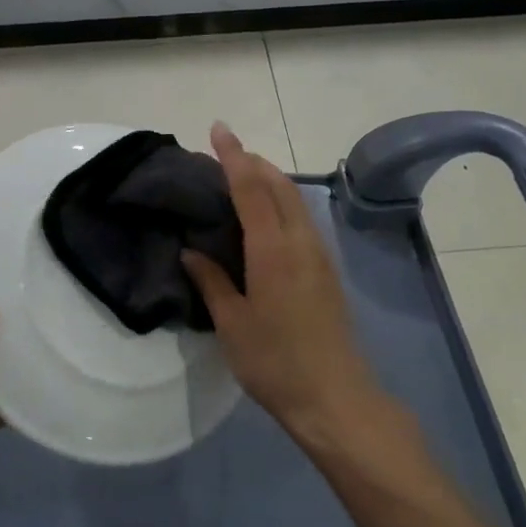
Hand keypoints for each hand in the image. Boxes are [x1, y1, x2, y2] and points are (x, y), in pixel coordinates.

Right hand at [182, 123, 380, 447]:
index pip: (251, 187)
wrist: (335, 397)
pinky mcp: (327, 271)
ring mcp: (320, 254)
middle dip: (254, 162)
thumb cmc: (275, 361)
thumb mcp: (232, 323)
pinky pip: (302, 219)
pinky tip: (266, 220)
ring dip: (270, 180)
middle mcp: (301, 241)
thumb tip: (190, 251)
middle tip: (224, 156)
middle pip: (279, 184)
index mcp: (273, 249)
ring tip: (241, 181)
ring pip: (295, 200)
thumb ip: (211, 281)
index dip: (234, 156)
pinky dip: (281, 203)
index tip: (219, 129)